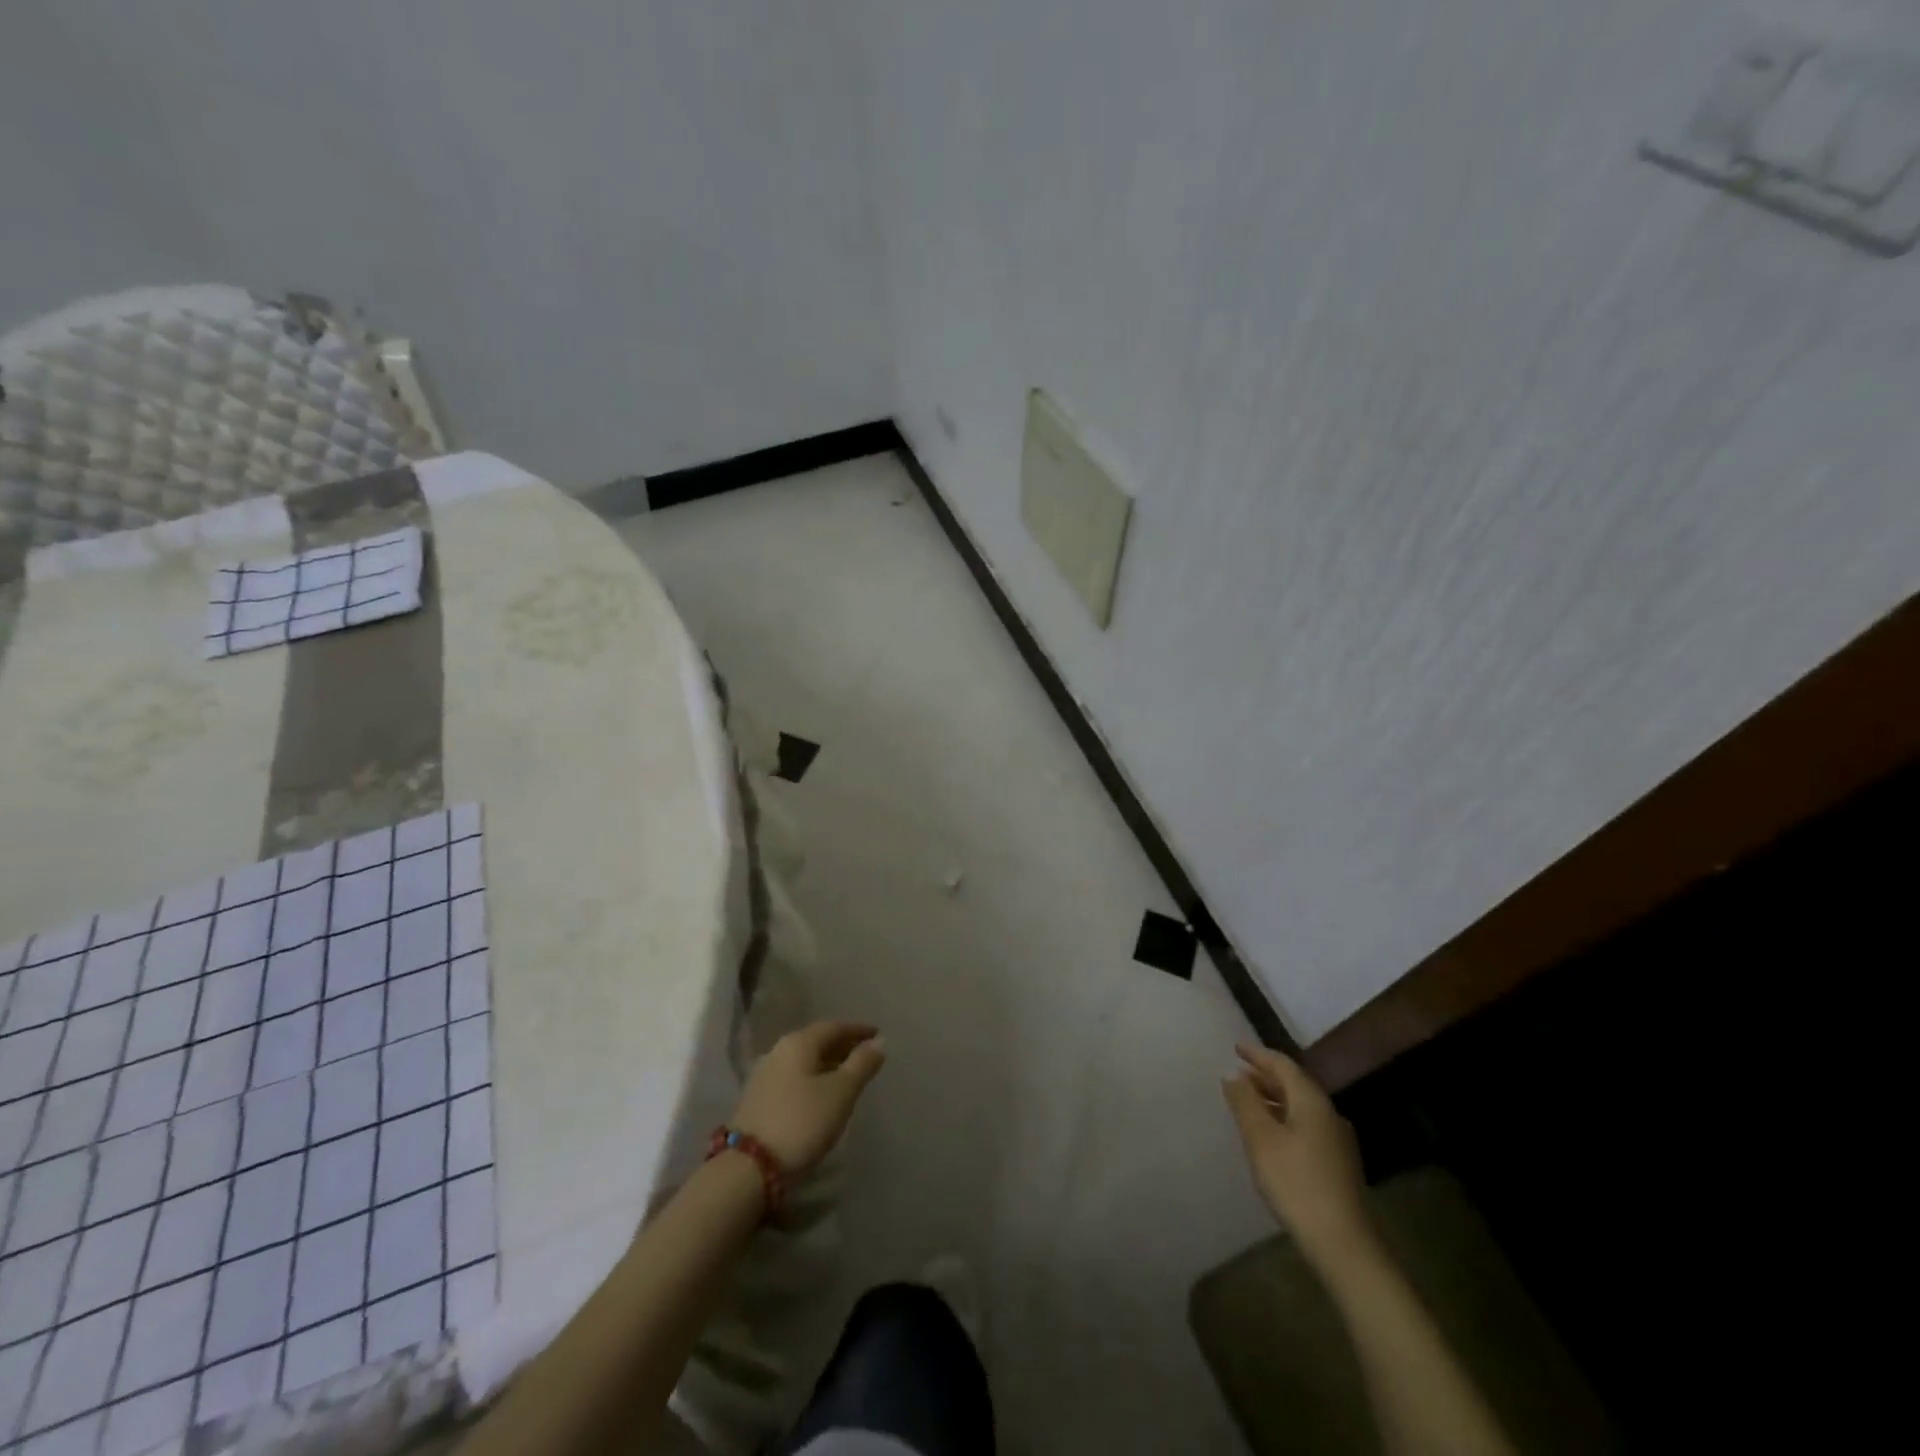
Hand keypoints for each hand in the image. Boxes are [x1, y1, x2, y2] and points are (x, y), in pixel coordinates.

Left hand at [731, 1020, 886, 1174]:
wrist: (749, 1167)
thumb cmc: (802, 1122)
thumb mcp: (841, 1092)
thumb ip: (861, 1064)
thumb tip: (879, 1041)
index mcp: (799, 1042)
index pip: (834, 1027)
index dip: (857, 1030)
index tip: (877, 1034)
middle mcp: (778, 1051)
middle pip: (816, 1042)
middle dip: (842, 1046)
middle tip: (865, 1055)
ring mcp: (764, 1075)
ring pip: (804, 1061)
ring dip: (827, 1064)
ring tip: (847, 1076)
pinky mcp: (757, 1099)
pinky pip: (793, 1078)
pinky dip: (812, 1079)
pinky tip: (821, 1094)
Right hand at [1223, 1043, 1373, 1267]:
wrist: (1343, 1243)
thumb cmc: (1295, 1182)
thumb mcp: (1260, 1138)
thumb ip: (1244, 1102)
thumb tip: (1233, 1075)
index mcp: (1312, 1102)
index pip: (1283, 1065)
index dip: (1258, 1054)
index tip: (1236, 1048)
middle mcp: (1329, 1114)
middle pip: (1295, 1084)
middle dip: (1265, 1075)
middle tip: (1239, 1072)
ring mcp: (1336, 1140)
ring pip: (1300, 1106)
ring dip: (1274, 1097)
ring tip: (1249, 1100)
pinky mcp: (1337, 1164)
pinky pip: (1306, 1125)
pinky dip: (1284, 1117)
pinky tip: (1271, 1133)